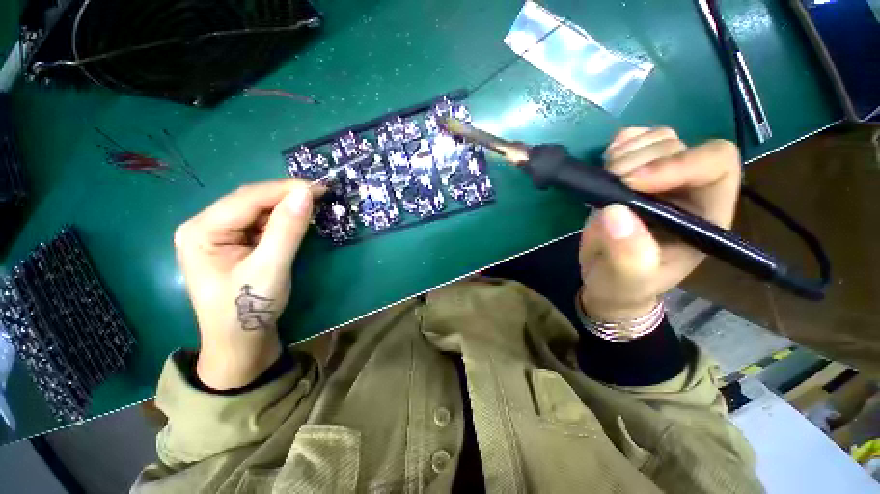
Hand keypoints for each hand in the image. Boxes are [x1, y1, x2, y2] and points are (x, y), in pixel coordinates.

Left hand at [174, 180, 318, 388]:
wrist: (241, 342)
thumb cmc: (249, 309)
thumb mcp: (271, 267)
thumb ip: (287, 229)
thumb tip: (306, 193)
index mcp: (201, 231)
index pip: (248, 198)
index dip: (285, 189)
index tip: (320, 187)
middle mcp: (205, 226)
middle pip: (251, 201)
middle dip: (286, 196)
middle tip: (321, 194)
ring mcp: (219, 235)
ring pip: (257, 211)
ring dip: (286, 207)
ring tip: (314, 205)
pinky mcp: (234, 244)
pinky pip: (260, 224)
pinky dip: (282, 220)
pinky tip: (298, 220)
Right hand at [579, 127, 740, 321]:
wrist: (605, 278)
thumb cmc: (624, 284)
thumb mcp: (628, 279)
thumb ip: (629, 255)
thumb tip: (615, 211)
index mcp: (703, 216)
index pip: (715, 166)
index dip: (677, 164)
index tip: (630, 183)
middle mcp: (687, 191)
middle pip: (681, 146)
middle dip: (640, 160)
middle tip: (609, 183)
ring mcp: (659, 178)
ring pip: (659, 138)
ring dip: (628, 151)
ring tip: (605, 177)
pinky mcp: (633, 172)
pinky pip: (635, 139)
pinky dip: (619, 144)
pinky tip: (606, 163)